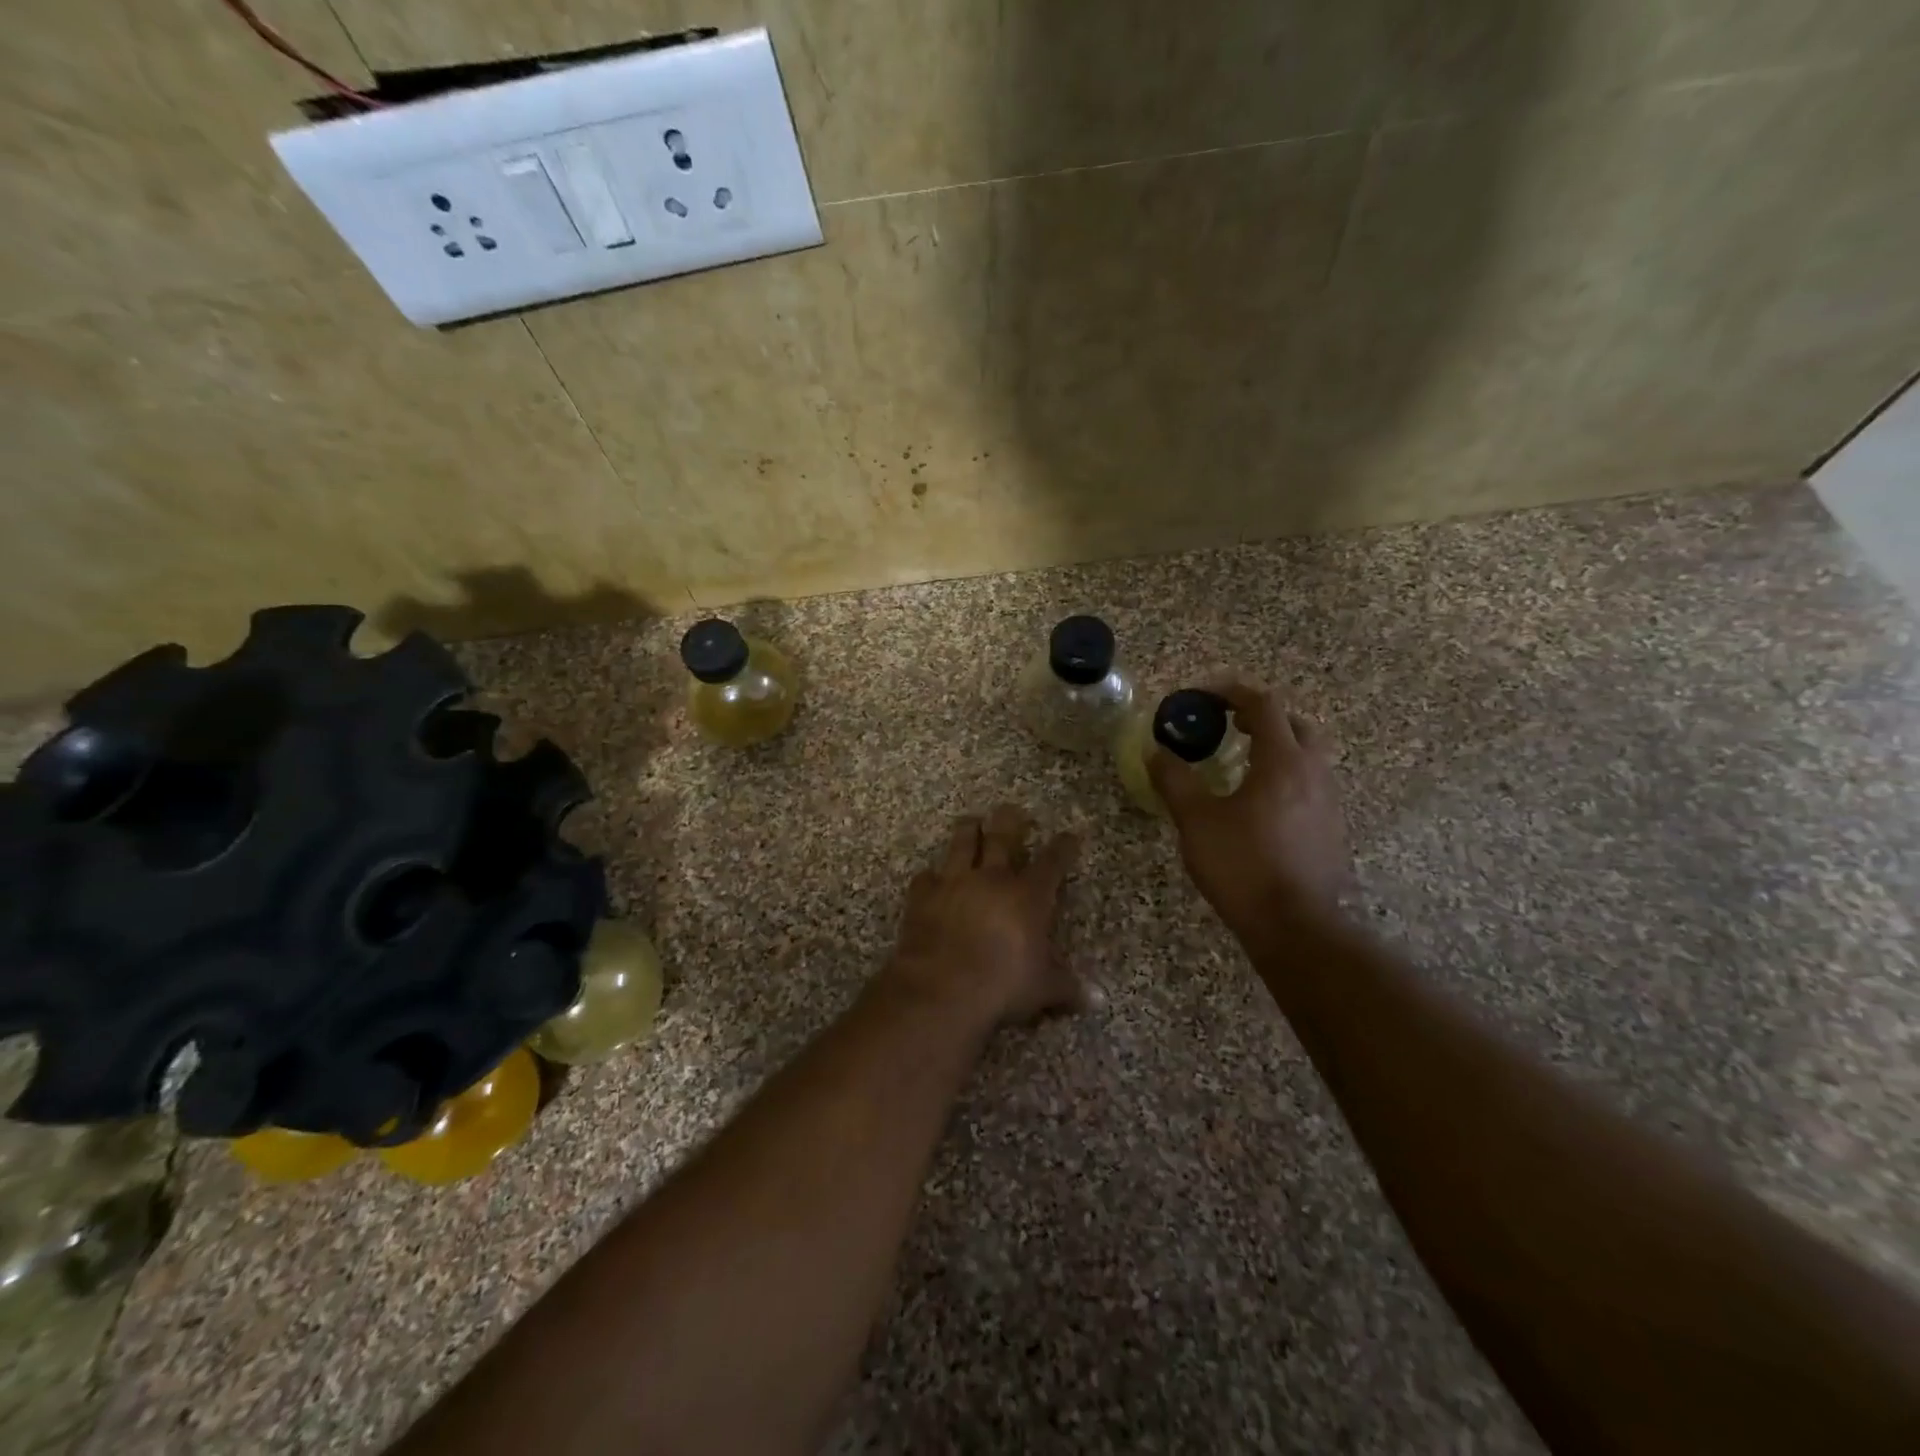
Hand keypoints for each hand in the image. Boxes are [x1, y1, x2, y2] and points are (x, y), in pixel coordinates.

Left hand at [882, 805, 1098, 1027]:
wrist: (942, 986)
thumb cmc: (1003, 984)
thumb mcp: (1044, 989)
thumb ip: (1068, 987)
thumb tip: (1099, 999)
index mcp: (1028, 895)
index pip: (1052, 862)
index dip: (1063, 847)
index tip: (1070, 835)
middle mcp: (992, 878)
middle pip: (1003, 837)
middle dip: (1010, 821)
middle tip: (1011, 809)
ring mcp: (954, 882)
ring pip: (962, 844)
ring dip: (968, 830)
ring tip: (970, 821)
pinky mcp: (923, 895)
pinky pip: (926, 877)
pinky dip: (930, 877)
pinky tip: (930, 877)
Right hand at [1147, 681, 1350, 934]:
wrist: (1296, 927)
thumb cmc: (1243, 866)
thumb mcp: (1196, 821)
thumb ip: (1174, 781)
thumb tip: (1155, 752)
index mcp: (1282, 761)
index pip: (1263, 705)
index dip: (1232, 692)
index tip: (1203, 696)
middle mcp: (1313, 773)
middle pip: (1295, 724)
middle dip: (1261, 717)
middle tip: (1228, 726)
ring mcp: (1328, 802)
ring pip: (1307, 756)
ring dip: (1275, 747)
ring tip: (1239, 764)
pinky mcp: (1331, 829)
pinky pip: (1309, 784)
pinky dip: (1284, 776)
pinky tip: (1258, 804)